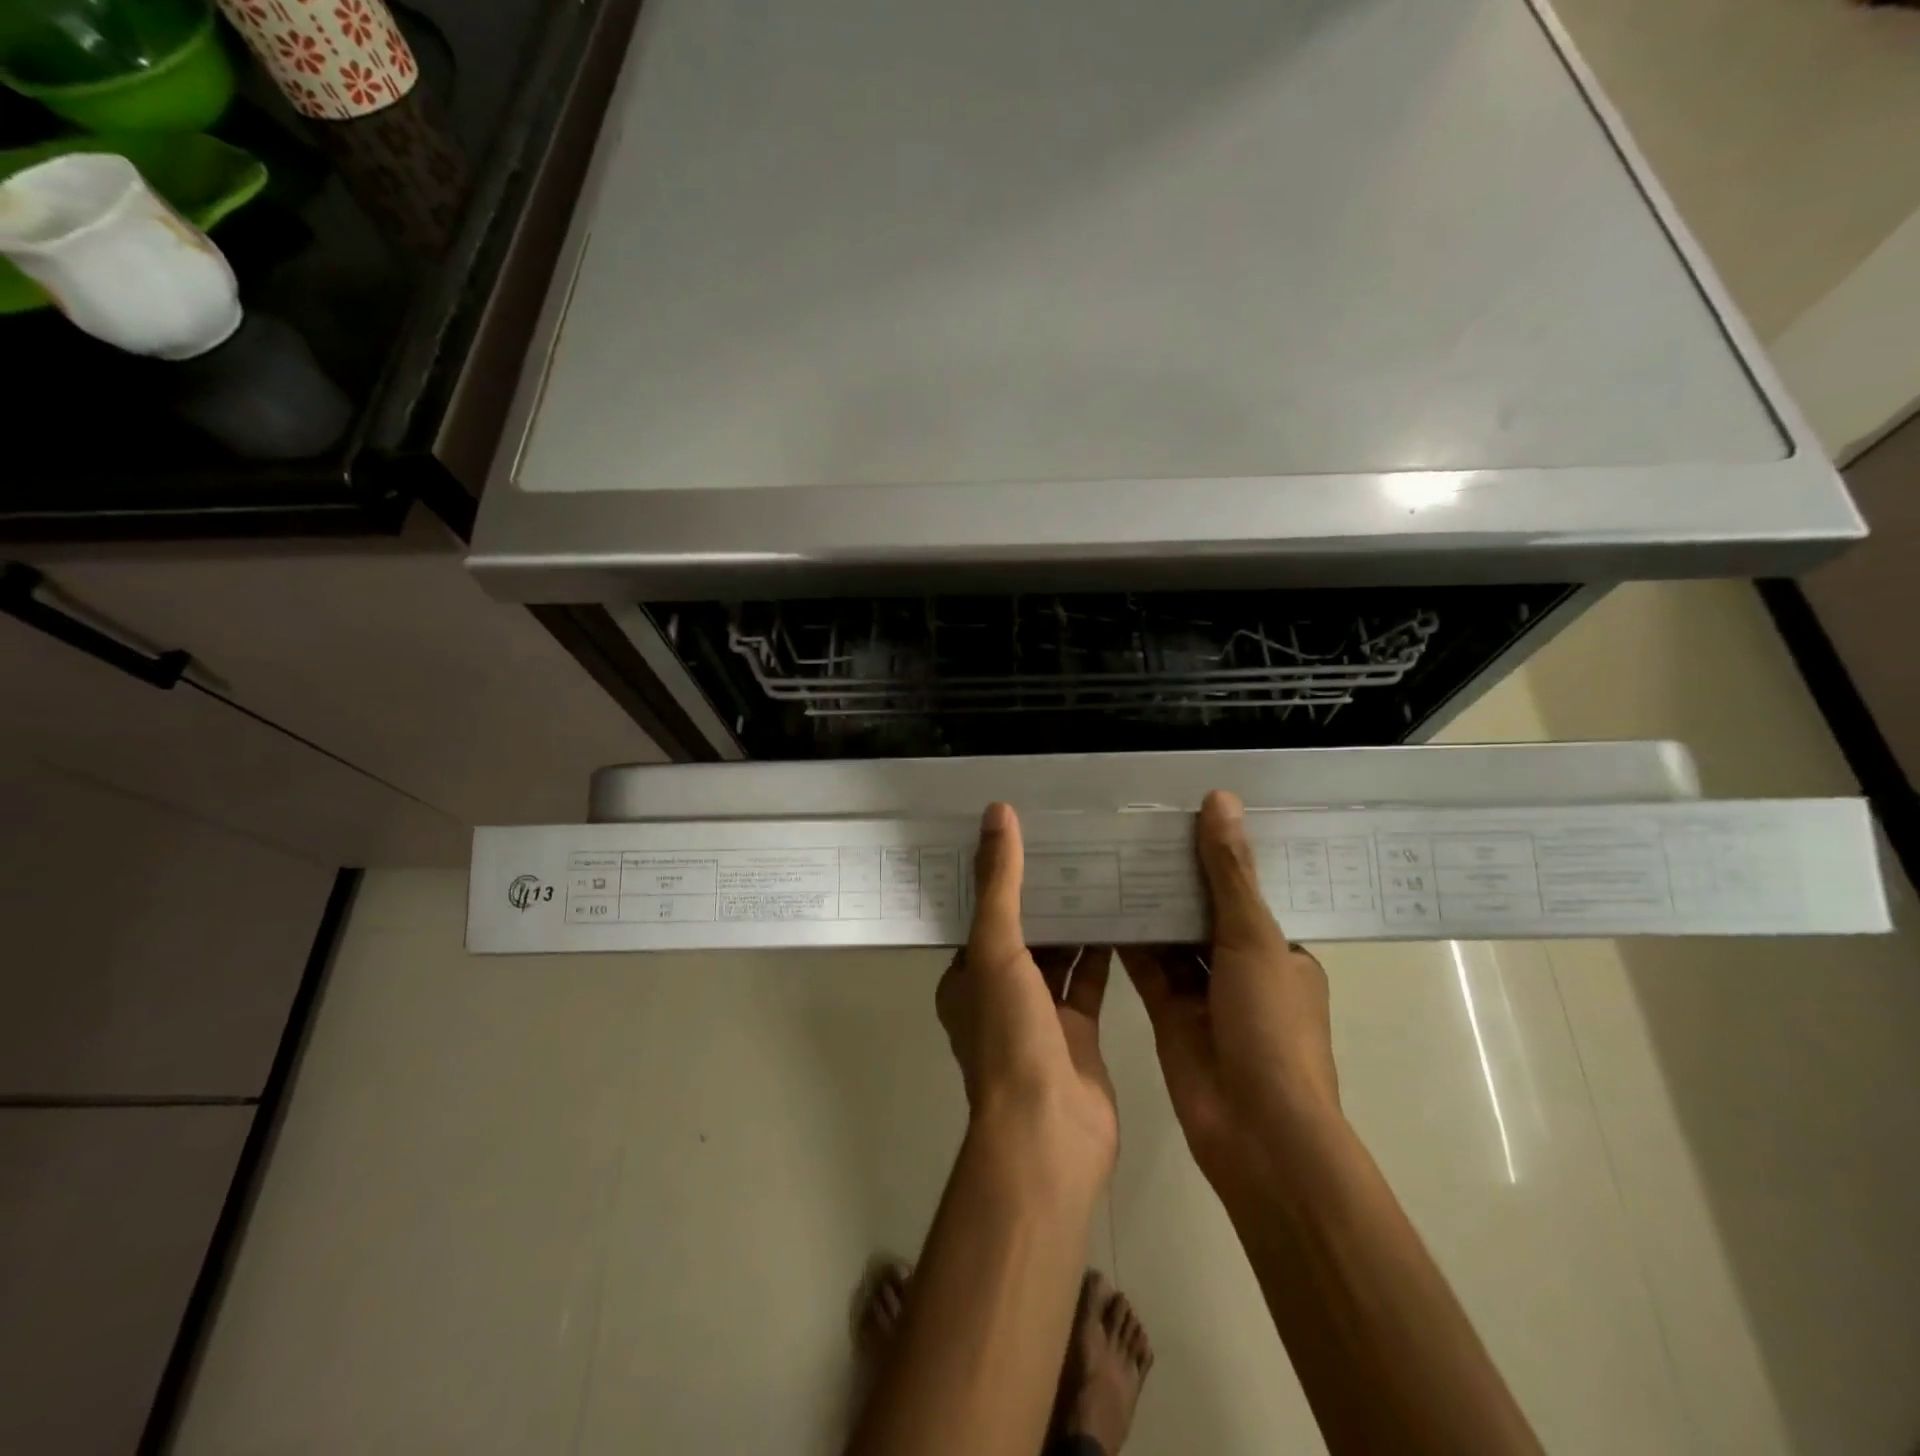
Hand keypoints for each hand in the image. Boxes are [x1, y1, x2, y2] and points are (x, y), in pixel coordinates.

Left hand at [936, 803, 1118, 1188]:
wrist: (1049, 1134)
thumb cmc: (1009, 1037)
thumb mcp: (995, 949)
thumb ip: (999, 883)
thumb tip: (996, 813)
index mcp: (967, 977)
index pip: (982, 914)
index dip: (1002, 876)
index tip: (1028, 833)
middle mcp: (999, 994)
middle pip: (1023, 932)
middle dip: (1045, 894)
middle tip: (1076, 842)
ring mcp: (1040, 1017)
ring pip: (1058, 956)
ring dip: (1076, 920)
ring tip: (1103, 867)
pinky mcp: (1079, 1034)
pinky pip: (1090, 981)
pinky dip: (1103, 953)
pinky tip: (1126, 916)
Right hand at [1120, 791, 1340, 1195]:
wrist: (1254, 1131)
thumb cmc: (1269, 1028)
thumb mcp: (1254, 939)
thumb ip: (1229, 872)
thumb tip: (1220, 799)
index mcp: (1282, 952)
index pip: (1249, 890)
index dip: (1221, 853)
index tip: (1185, 811)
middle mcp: (1244, 968)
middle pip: (1205, 911)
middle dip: (1176, 874)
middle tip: (1135, 824)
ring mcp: (1205, 994)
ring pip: (1172, 937)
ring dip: (1148, 903)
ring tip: (1111, 852)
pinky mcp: (1168, 1013)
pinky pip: (1146, 966)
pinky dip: (1127, 939)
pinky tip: (1098, 903)